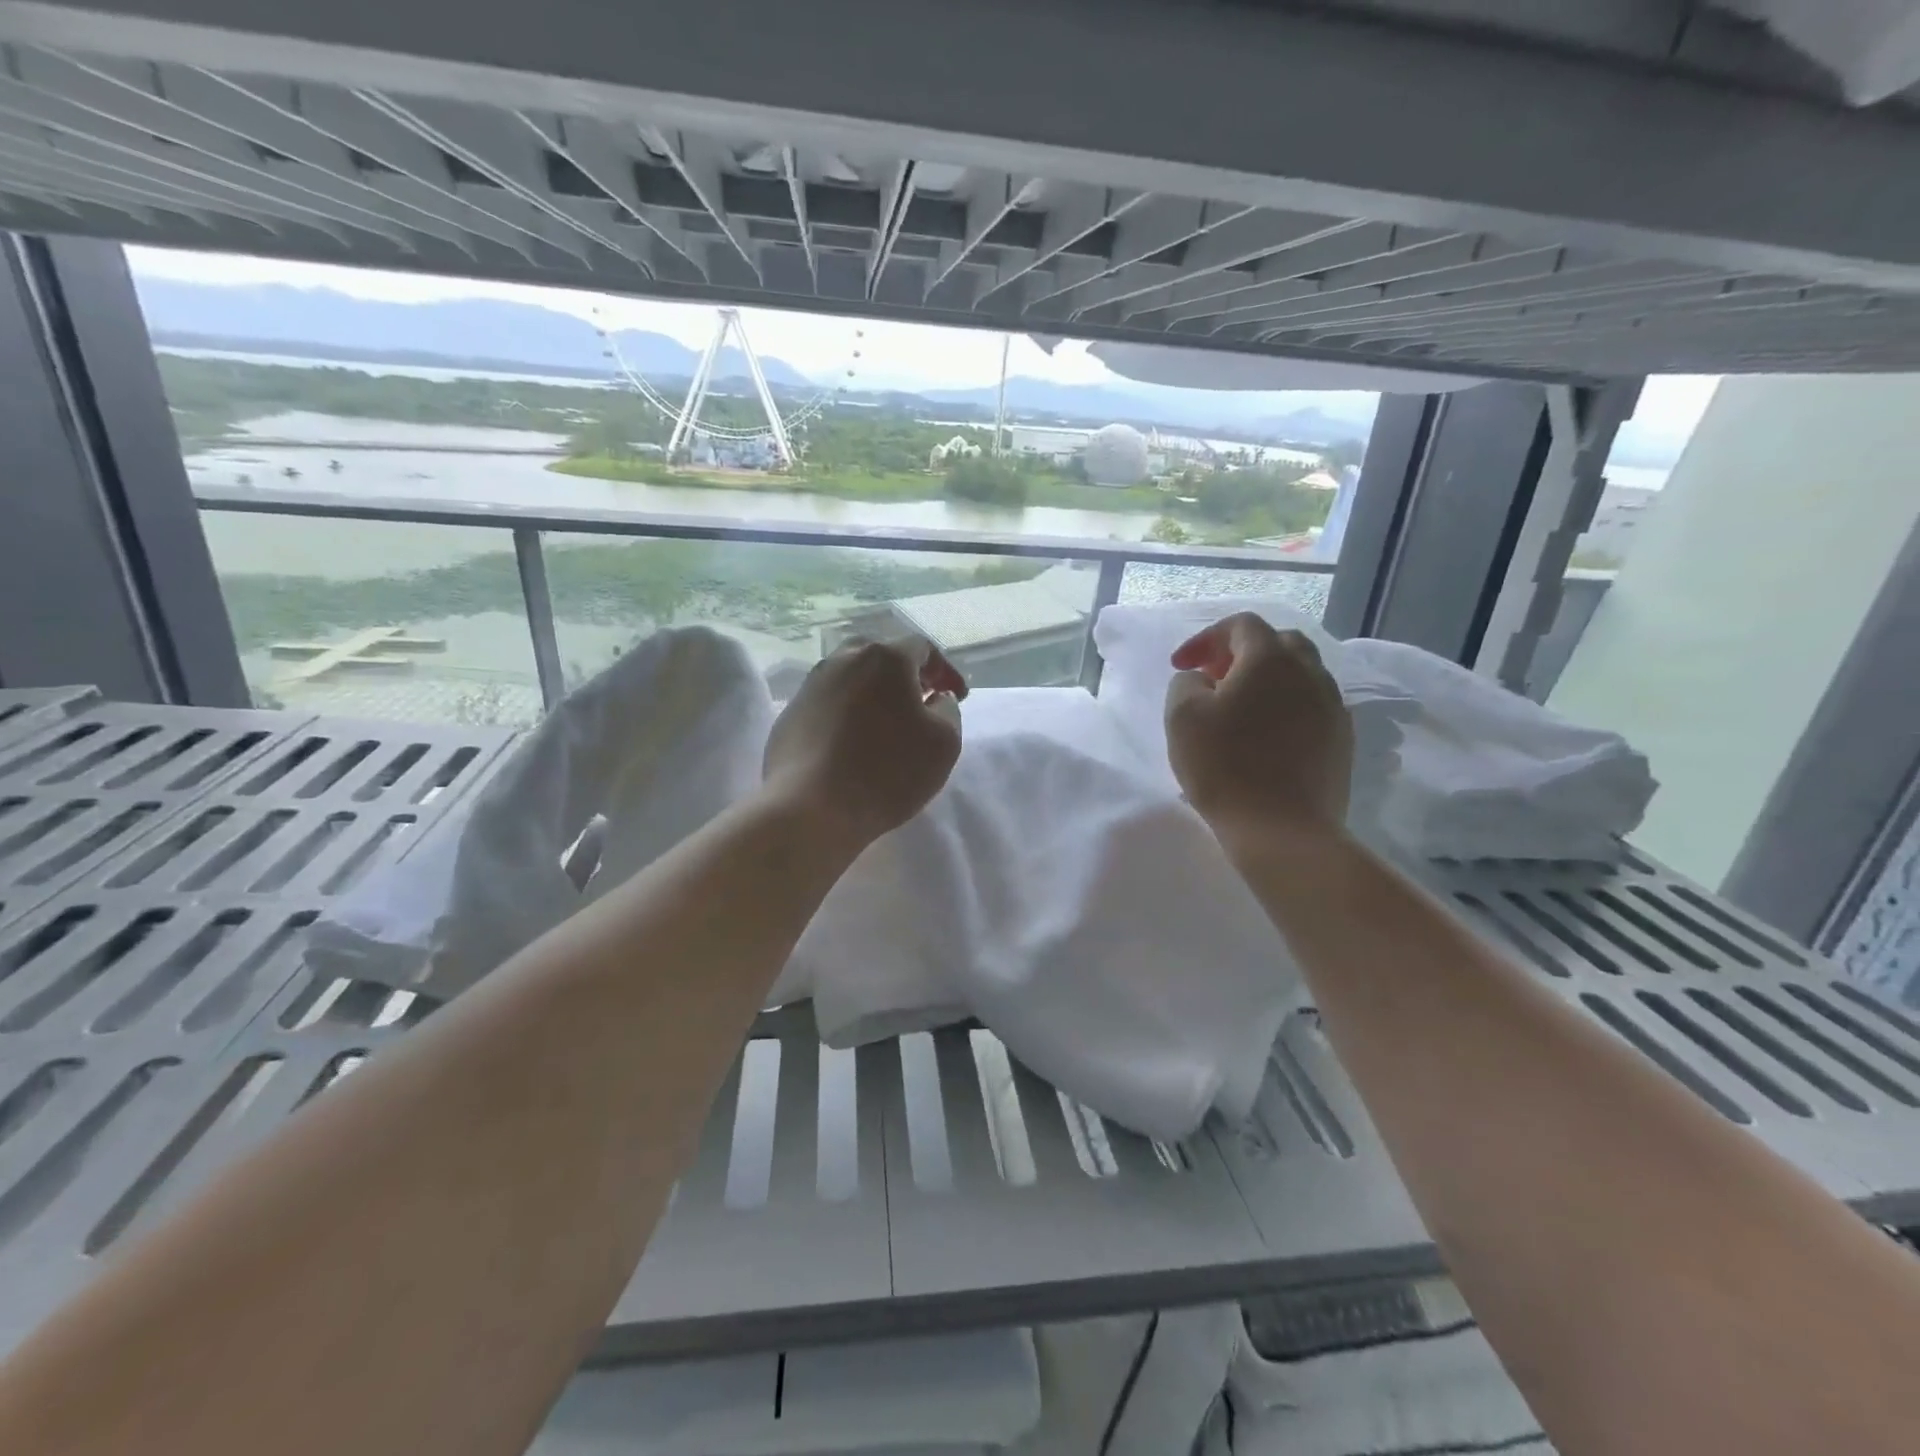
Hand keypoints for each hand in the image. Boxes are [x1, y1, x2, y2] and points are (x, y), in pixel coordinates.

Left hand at [763, 637, 966, 849]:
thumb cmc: (887, 772)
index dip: (945, 671)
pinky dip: (848, 715)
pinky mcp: (790, 714)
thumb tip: (936, 699)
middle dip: (906, 676)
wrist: (809, 809)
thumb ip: (948, 710)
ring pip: (852, 679)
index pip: (923, 648)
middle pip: (882, 657)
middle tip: (921, 702)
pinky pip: (829, 704)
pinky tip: (853, 744)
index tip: (957, 696)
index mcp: (885, 658)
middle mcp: (843, 660)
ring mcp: (811, 685)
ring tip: (887, 724)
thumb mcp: (944, 743)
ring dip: (874, 694)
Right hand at [1164, 612, 1352, 843]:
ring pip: (1299, 675)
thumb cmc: (1225, 767)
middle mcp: (1310, 672)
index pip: (1241, 625)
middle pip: (1278, 644)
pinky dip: (1284, 708)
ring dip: (1266, 681)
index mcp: (1270, 659)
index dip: (1206, 638)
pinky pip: (1311, 706)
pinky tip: (1264, 737)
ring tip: (1238, 710)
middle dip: (1242, 653)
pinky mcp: (1341, 740)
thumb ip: (1186, 684)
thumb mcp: (1182, 718)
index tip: (1181, 666)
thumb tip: (1202, 680)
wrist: (1283, 830)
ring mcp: (1332, 706)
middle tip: (1214, 679)